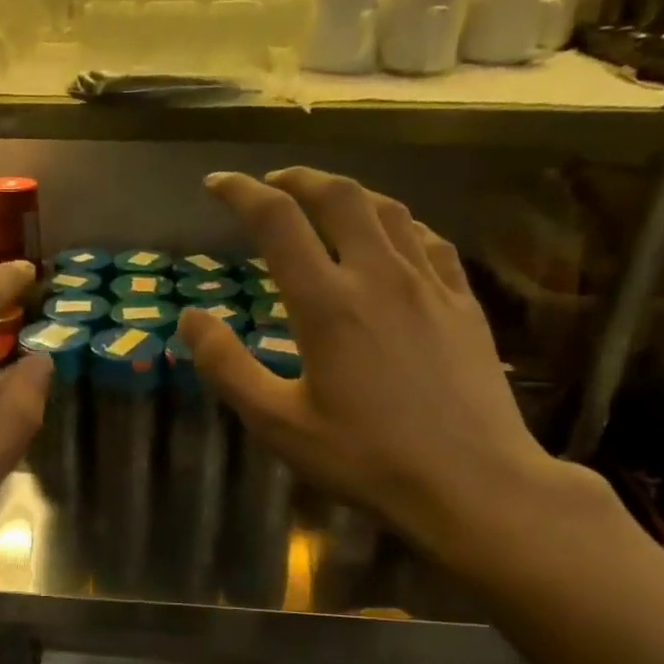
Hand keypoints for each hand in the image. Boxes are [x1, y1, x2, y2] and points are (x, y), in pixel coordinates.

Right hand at [179, 168, 588, 570]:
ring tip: (324, 200)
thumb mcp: (278, 423)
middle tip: (272, 182)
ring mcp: (429, 285)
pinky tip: (392, 238)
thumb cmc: (366, 459)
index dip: (241, 192)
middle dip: (298, 178)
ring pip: (388, 210)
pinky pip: (429, 240)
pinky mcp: (463, 303)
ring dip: (348, 193)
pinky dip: (398, 223)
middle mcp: (379, 276)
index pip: (277, 221)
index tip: (217, 184)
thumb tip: (191, 318)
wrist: (473, 484)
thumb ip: (227, 366)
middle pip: (338, 196)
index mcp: (327, 303)